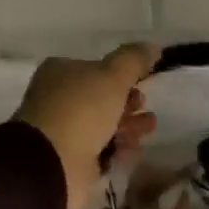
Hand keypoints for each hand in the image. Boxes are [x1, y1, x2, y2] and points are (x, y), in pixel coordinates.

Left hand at [13, 43, 159, 208]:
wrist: (54, 162)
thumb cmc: (81, 111)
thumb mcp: (112, 77)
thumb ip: (133, 61)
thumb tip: (153, 46)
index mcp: (62, 73)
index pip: (96, 71)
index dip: (122, 78)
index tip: (143, 85)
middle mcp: (60, 101)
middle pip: (101, 101)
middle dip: (128, 105)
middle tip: (147, 111)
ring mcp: (65, 133)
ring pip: (103, 128)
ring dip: (128, 128)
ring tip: (148, 130)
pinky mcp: (73, 162)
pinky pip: (101, 153)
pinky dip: (119, 150)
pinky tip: (134, 151)